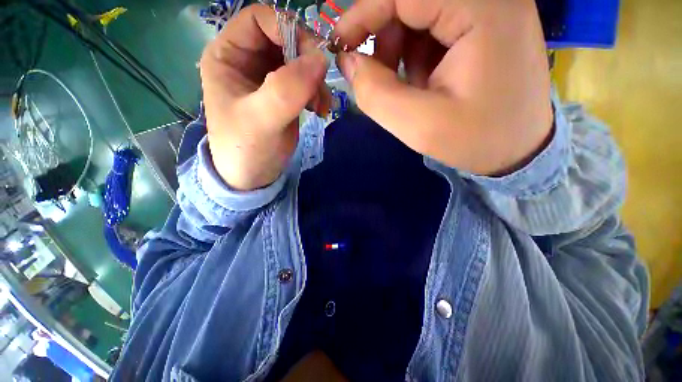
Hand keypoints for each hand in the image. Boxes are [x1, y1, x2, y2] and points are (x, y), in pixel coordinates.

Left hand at [200, 5, 329, 190]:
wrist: (253, 176)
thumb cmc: (246, 149)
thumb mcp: (261, 120)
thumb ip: (287, 89)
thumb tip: (320, 59)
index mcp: (228, 54)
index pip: (260, 19)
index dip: (289, 30)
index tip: (313, 59)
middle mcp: (247, 59)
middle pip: (284, 38)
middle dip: (308, 60)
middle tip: (321, 88)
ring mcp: (268, 77)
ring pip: (300, 60)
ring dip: (316, 80)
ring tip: (322, 105)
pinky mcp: (284, 94)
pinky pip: (306, 81)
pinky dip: (317, 92)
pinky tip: (320, 109)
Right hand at [334, 0, 552, 174]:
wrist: (520, 150)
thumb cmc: (477, 140)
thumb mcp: (419, 125)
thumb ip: (375, 93)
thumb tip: (348, 63)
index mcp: (483, 9)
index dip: (363, 14)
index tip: (339, 45)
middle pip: (412, 2)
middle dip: (384, 38)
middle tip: (377, 77)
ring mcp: (490, 9)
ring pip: (420, 16)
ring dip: (401, 50)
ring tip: (409, 87)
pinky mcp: (485, 25)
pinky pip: (434, 29)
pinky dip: (417, 55)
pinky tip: (425, 82)